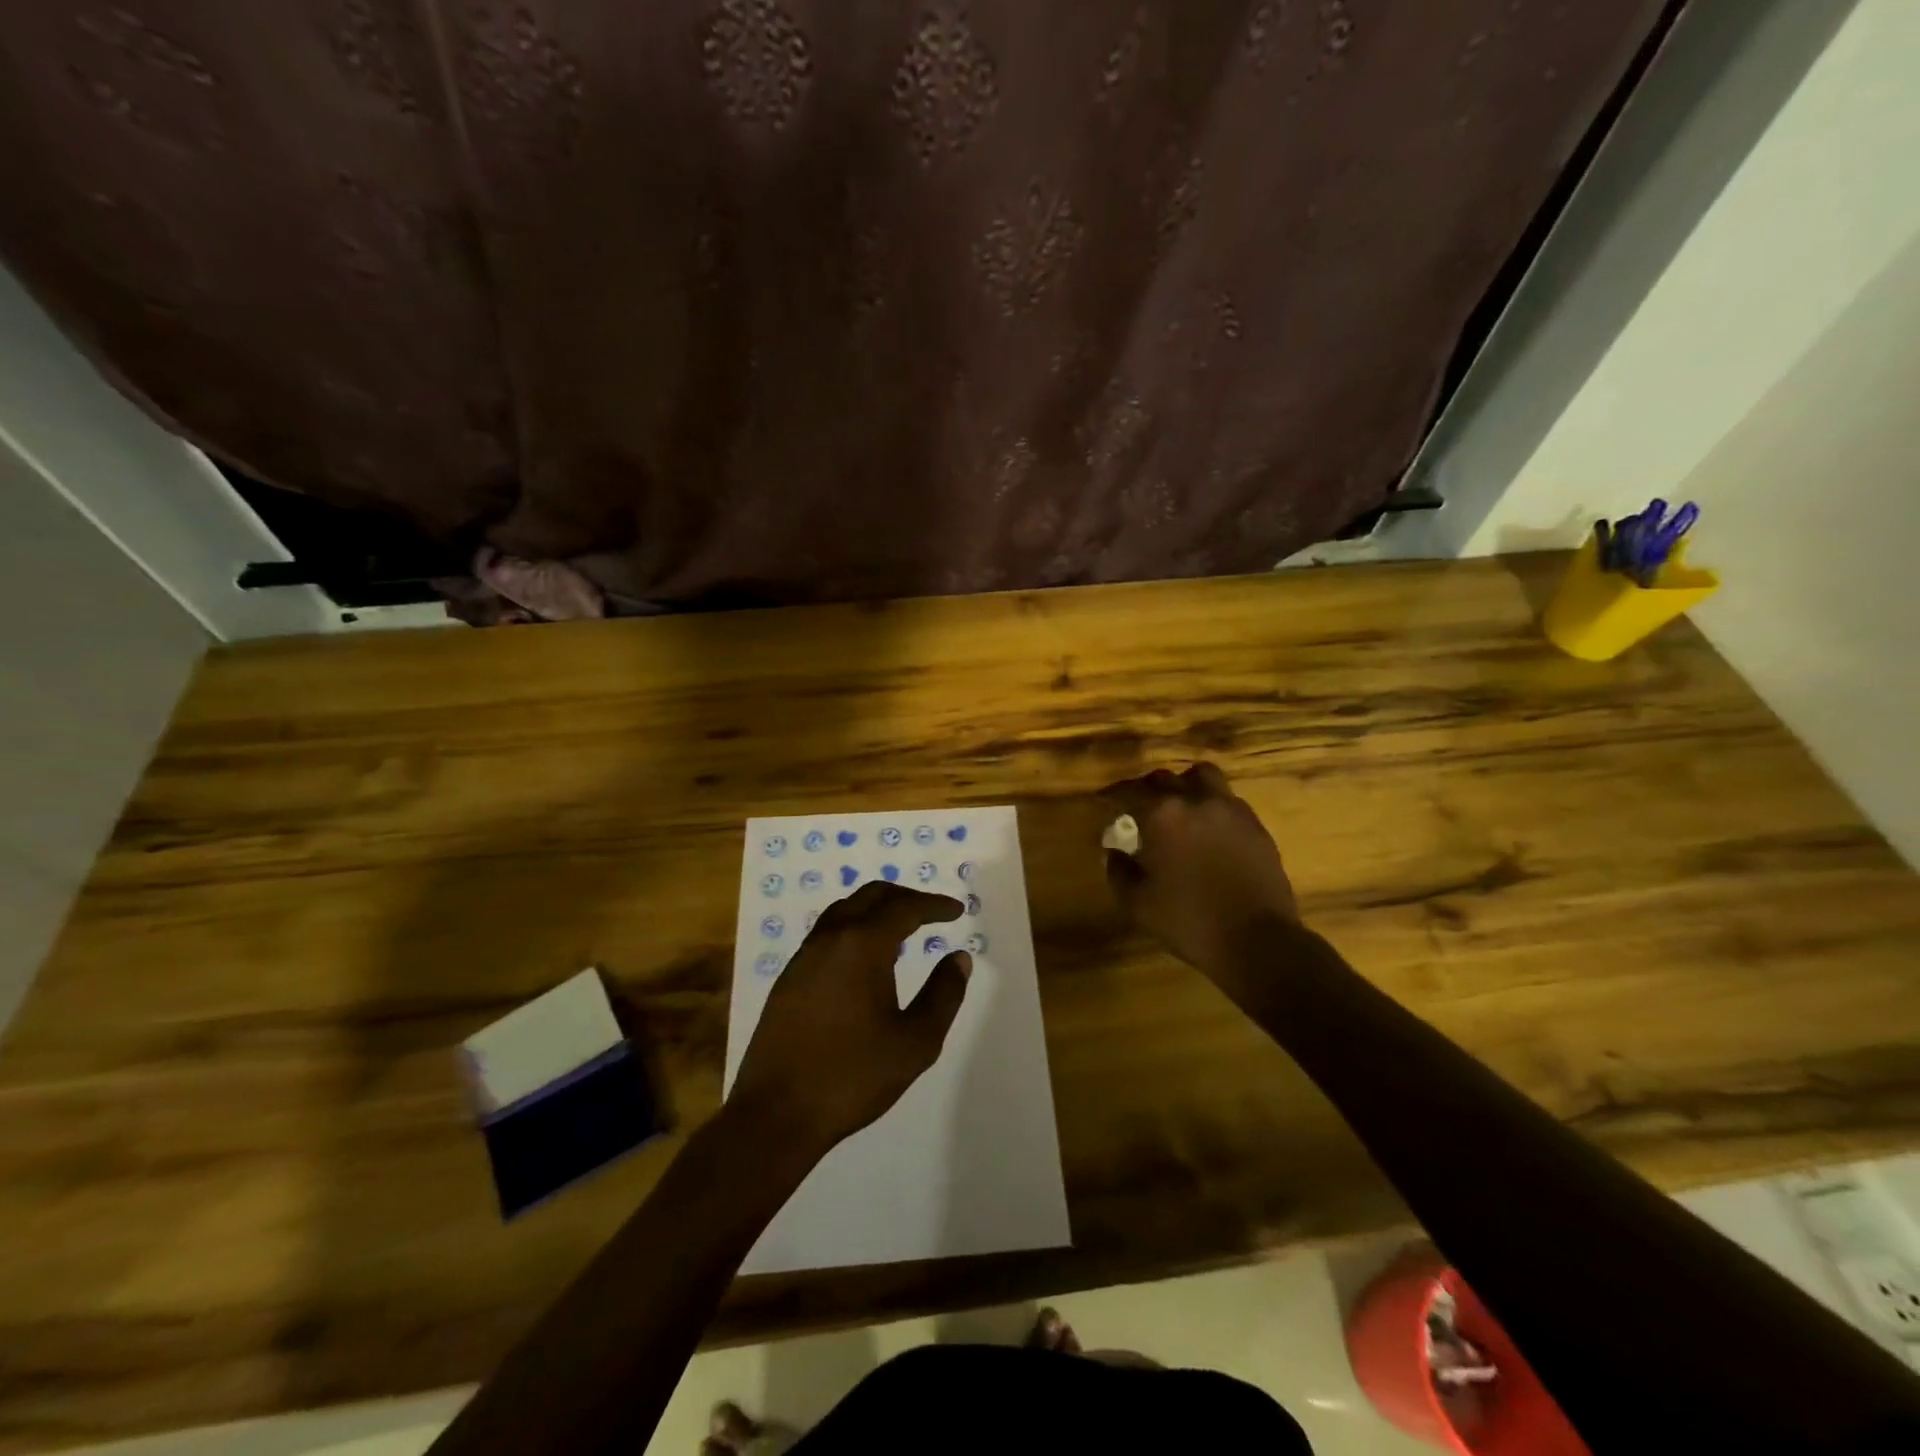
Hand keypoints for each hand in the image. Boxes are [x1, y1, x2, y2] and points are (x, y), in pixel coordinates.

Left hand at [729, 881, 970, 1160]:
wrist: (776, 1113)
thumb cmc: (852, 1076)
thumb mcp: (915, 1042)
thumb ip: (943, 995)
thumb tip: (959, 958)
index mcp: (862, 945)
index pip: (904, 908)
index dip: (934, 906)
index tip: (957, 911)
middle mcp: (830, 938)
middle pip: (871, 896)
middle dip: (905, 898)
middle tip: (932, 913)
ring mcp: (804, 957)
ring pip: (844, 910)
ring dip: (876, 909)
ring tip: (902, 931)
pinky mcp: (789, 978)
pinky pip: (827, 933)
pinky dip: (854, 928)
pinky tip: (865, 959)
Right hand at [1102, 763, 1298, 982]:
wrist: (1258, 941)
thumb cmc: (1189, 921)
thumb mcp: (1137, 904)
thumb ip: (1119, 871)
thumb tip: (1114, 852)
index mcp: (1163, 815)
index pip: (1129, 791)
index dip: (1111, 795)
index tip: (1102, 801)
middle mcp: (1197, 801)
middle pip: (1165, 778)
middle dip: (1146, 788)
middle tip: (1137, 806)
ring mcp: (1231, 810)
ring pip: (1203, 777)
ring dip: (1184, 785)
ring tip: (1178, 806)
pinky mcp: (1256, 826)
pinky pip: (1227, 800)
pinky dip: (1211, 805)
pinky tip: (1207, 829)